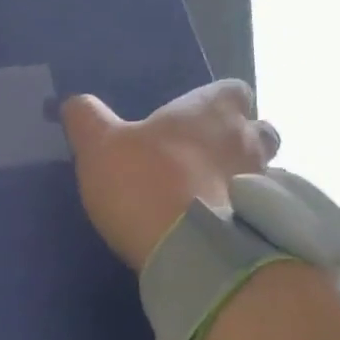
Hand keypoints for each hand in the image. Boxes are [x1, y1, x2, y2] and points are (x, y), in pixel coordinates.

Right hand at [59, 80, 280, 270]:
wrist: (188, 249)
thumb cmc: (145, 182)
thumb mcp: (99, 145)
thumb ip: (87, 118)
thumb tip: (73, 102)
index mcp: (214, 110)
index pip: (234, 90)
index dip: (217, 103)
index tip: (194, 120)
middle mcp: (248, 138)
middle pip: (259, 131)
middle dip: (239, 141)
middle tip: (205, 160)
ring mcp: (263, 182)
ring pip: (265, 171)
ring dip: (243, 178)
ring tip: (212, 197)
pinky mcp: (265, 223)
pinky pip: (260, 210)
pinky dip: (245, 213)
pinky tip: (219, 227)